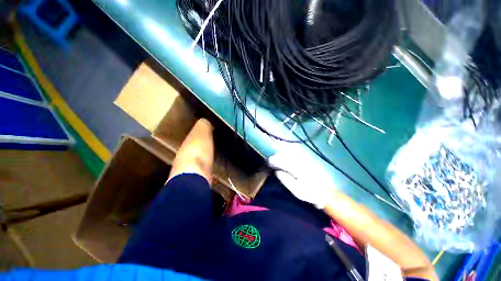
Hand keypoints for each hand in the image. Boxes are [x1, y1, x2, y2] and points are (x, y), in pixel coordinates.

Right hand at [268, 143, 334, 208]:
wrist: (326, 191)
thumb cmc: (310, 193)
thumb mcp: (296, 191)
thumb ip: (285, 180)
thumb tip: (277, 171)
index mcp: (297, 169)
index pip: (282, 161)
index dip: (274, 161)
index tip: (268, 162)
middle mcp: (301, 161)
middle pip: (285, 154)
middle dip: (277, 155)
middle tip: (271, 160)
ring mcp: (305, 158)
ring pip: (291, 151)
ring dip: (282, 151)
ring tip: (277, 155)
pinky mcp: (309, 158)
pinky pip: (297, 150)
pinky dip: (290, 149)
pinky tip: (287, 151)